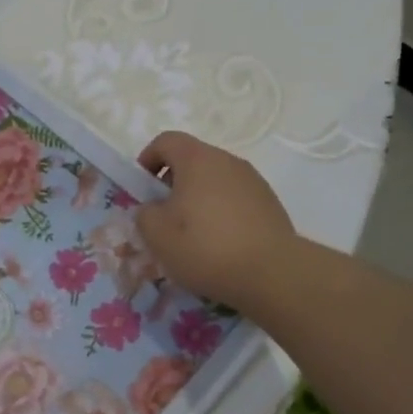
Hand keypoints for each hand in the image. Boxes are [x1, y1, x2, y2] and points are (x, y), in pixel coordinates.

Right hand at [136, 131, 297, 311]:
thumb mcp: (157, 235)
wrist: (271, 272)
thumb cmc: (205, 248)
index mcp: (197, 160)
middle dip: (172, 184)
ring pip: (215, 181)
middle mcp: (228, 161)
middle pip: (193, 160)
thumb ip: (144, 214)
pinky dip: (221, 213)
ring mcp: (253, 181)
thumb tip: (152, 208)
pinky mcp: (270, 203)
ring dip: (198, 200)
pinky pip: (235, 199)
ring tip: (192, 235)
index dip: (147, 159)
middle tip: (163, 217)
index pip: (166, 141)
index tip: (141, 188)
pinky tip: (219, 244)